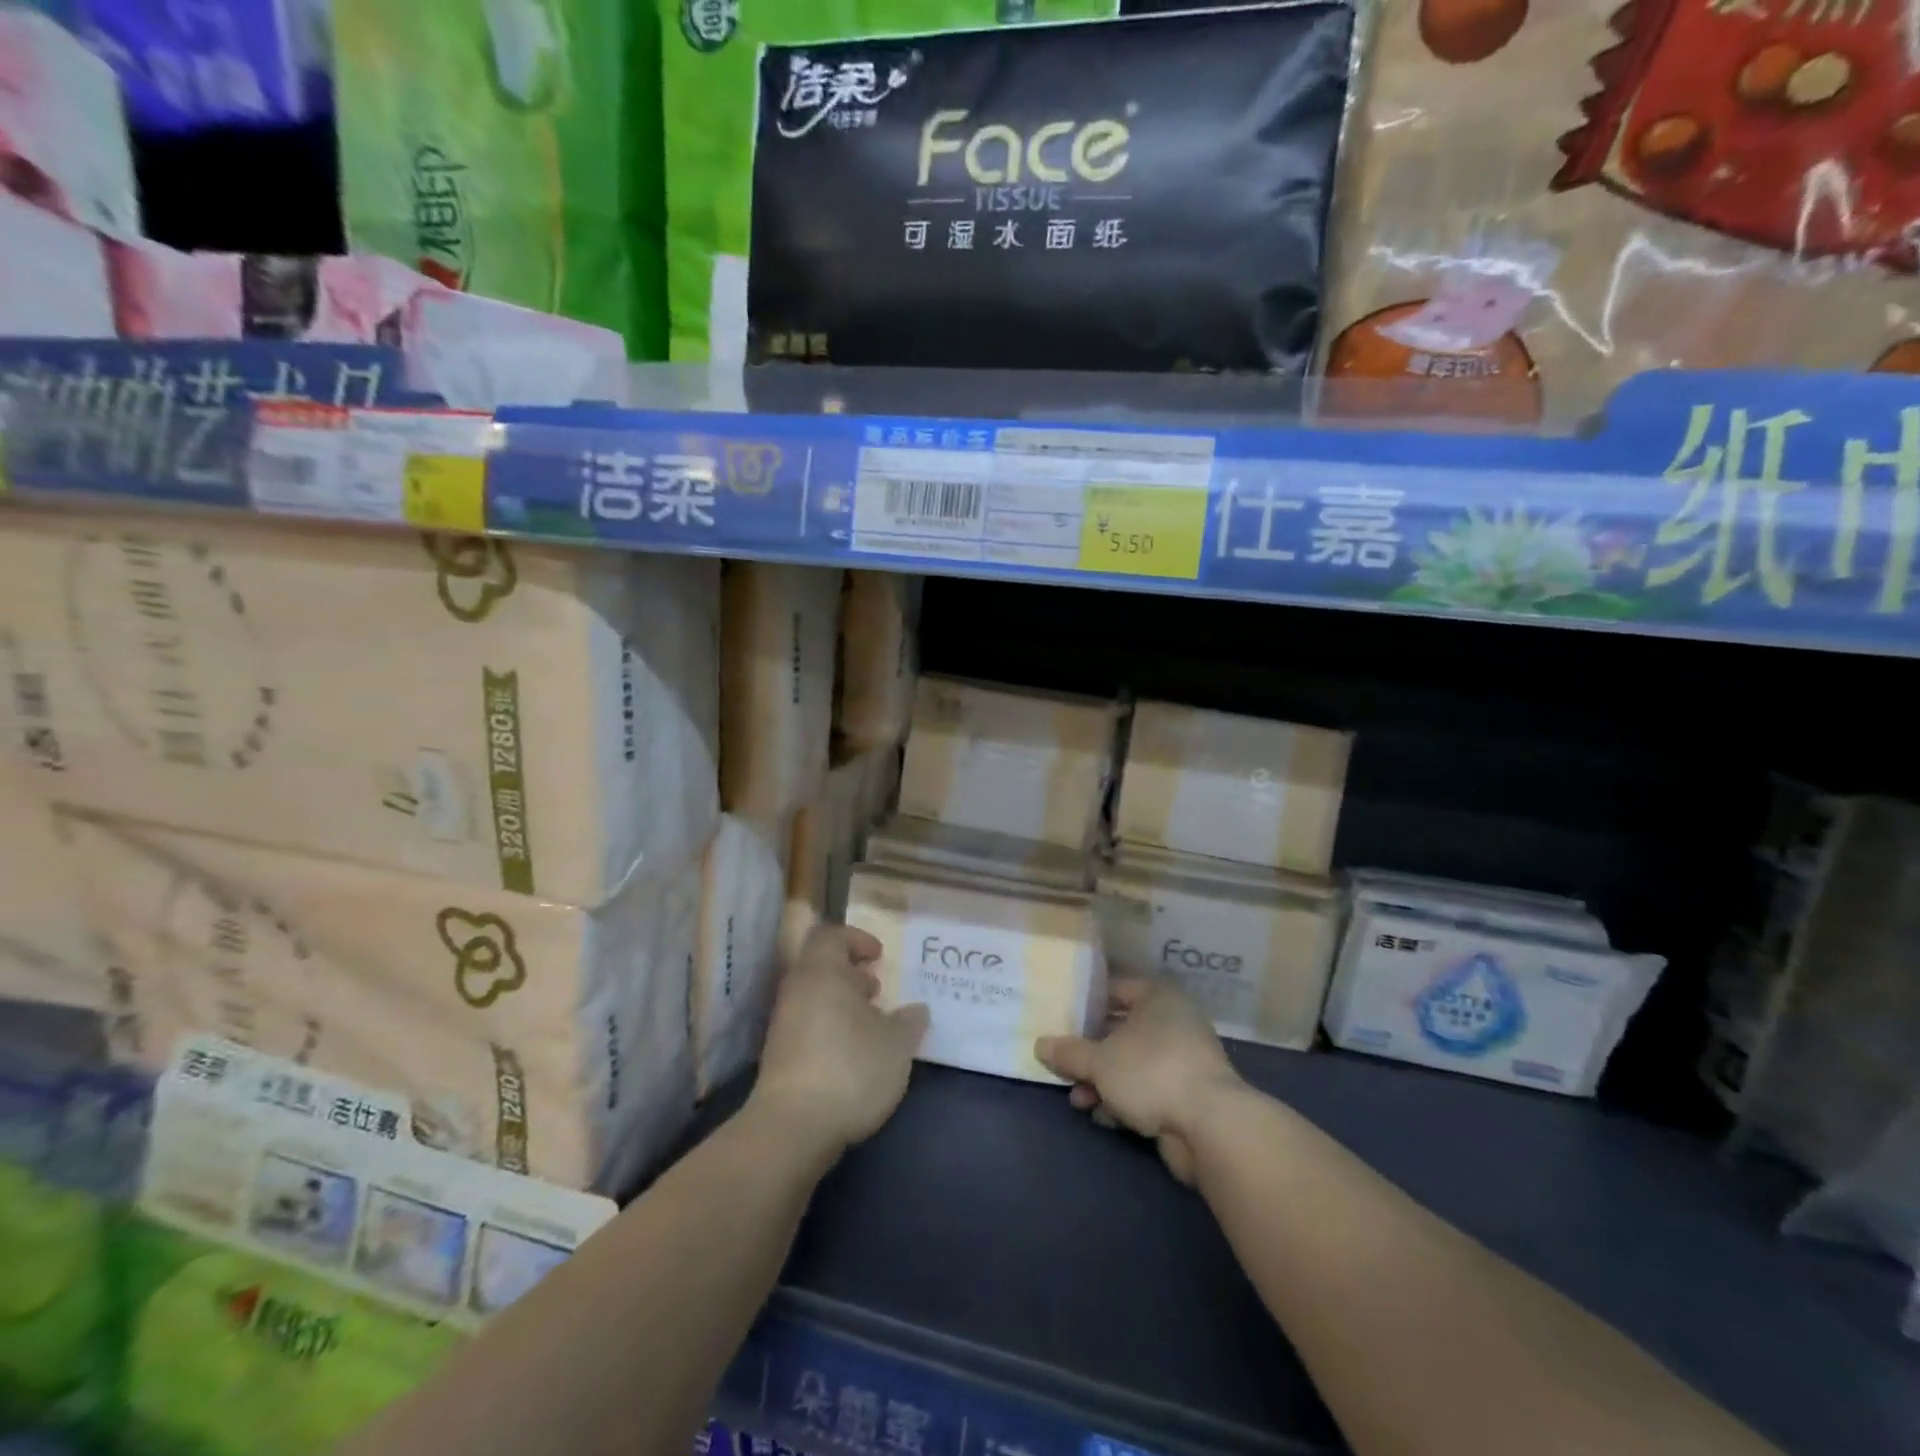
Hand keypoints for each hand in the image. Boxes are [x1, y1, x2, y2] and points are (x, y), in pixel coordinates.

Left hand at [752, 923, 929, 1155]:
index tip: (879, 957)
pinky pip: (807, 1026)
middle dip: (851, 974)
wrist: (792, 1128)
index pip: (830, 935)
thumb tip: (916, 1010)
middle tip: (877, 991)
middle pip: (820, 967)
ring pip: (814, 998)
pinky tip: (853, 1056)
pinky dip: (830, 1029)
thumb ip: (909, 1022)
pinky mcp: (779, 1057)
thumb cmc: (850, 1068)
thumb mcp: (897, 1044)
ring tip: (871, 1026)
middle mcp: (797, 991)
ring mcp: (783, 1025)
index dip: (856, 939)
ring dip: (842, 1004)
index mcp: (822, 972)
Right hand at [1037, 977, 1242, 1183]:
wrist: (1211, 1127)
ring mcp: (1184, 1060)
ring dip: (1104, 1080)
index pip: (1116, 988)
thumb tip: (1040, 1045)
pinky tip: (1102, 1116)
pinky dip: (1125, 1099)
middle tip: (1064, 1063)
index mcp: (1158, 998)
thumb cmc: (1151, 1072)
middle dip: (1091, 1050)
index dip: (1087, 1002)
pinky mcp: (1188, 1095)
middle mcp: (1174, 1022)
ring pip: (1133, 1063)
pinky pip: (1148, 1089)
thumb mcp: (1100, 1061)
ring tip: (1078, 1099)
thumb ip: (1069, 1053)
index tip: (1061, 1017)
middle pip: (1122, 1029)